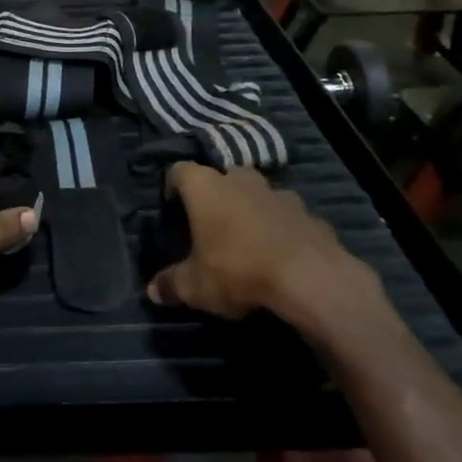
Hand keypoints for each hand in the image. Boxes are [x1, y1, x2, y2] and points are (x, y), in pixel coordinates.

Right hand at [147, 164, 386, 338]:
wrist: (309, 278)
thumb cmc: (238, 270)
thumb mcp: (195, 286)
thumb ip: (171, 284)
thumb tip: (152, 290)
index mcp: (205, 187)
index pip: (180, 170)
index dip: (173, 185)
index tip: (172, 205)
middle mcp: (240, 180)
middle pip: (222, 176)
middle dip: (216, 195)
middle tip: (210, 222)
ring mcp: (278, 193)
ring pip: (258, 193)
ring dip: (251, 209)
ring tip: (247, 239)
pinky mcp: (309, 213)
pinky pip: (288, 216)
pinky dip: (282, 228)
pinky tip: (281, 254)